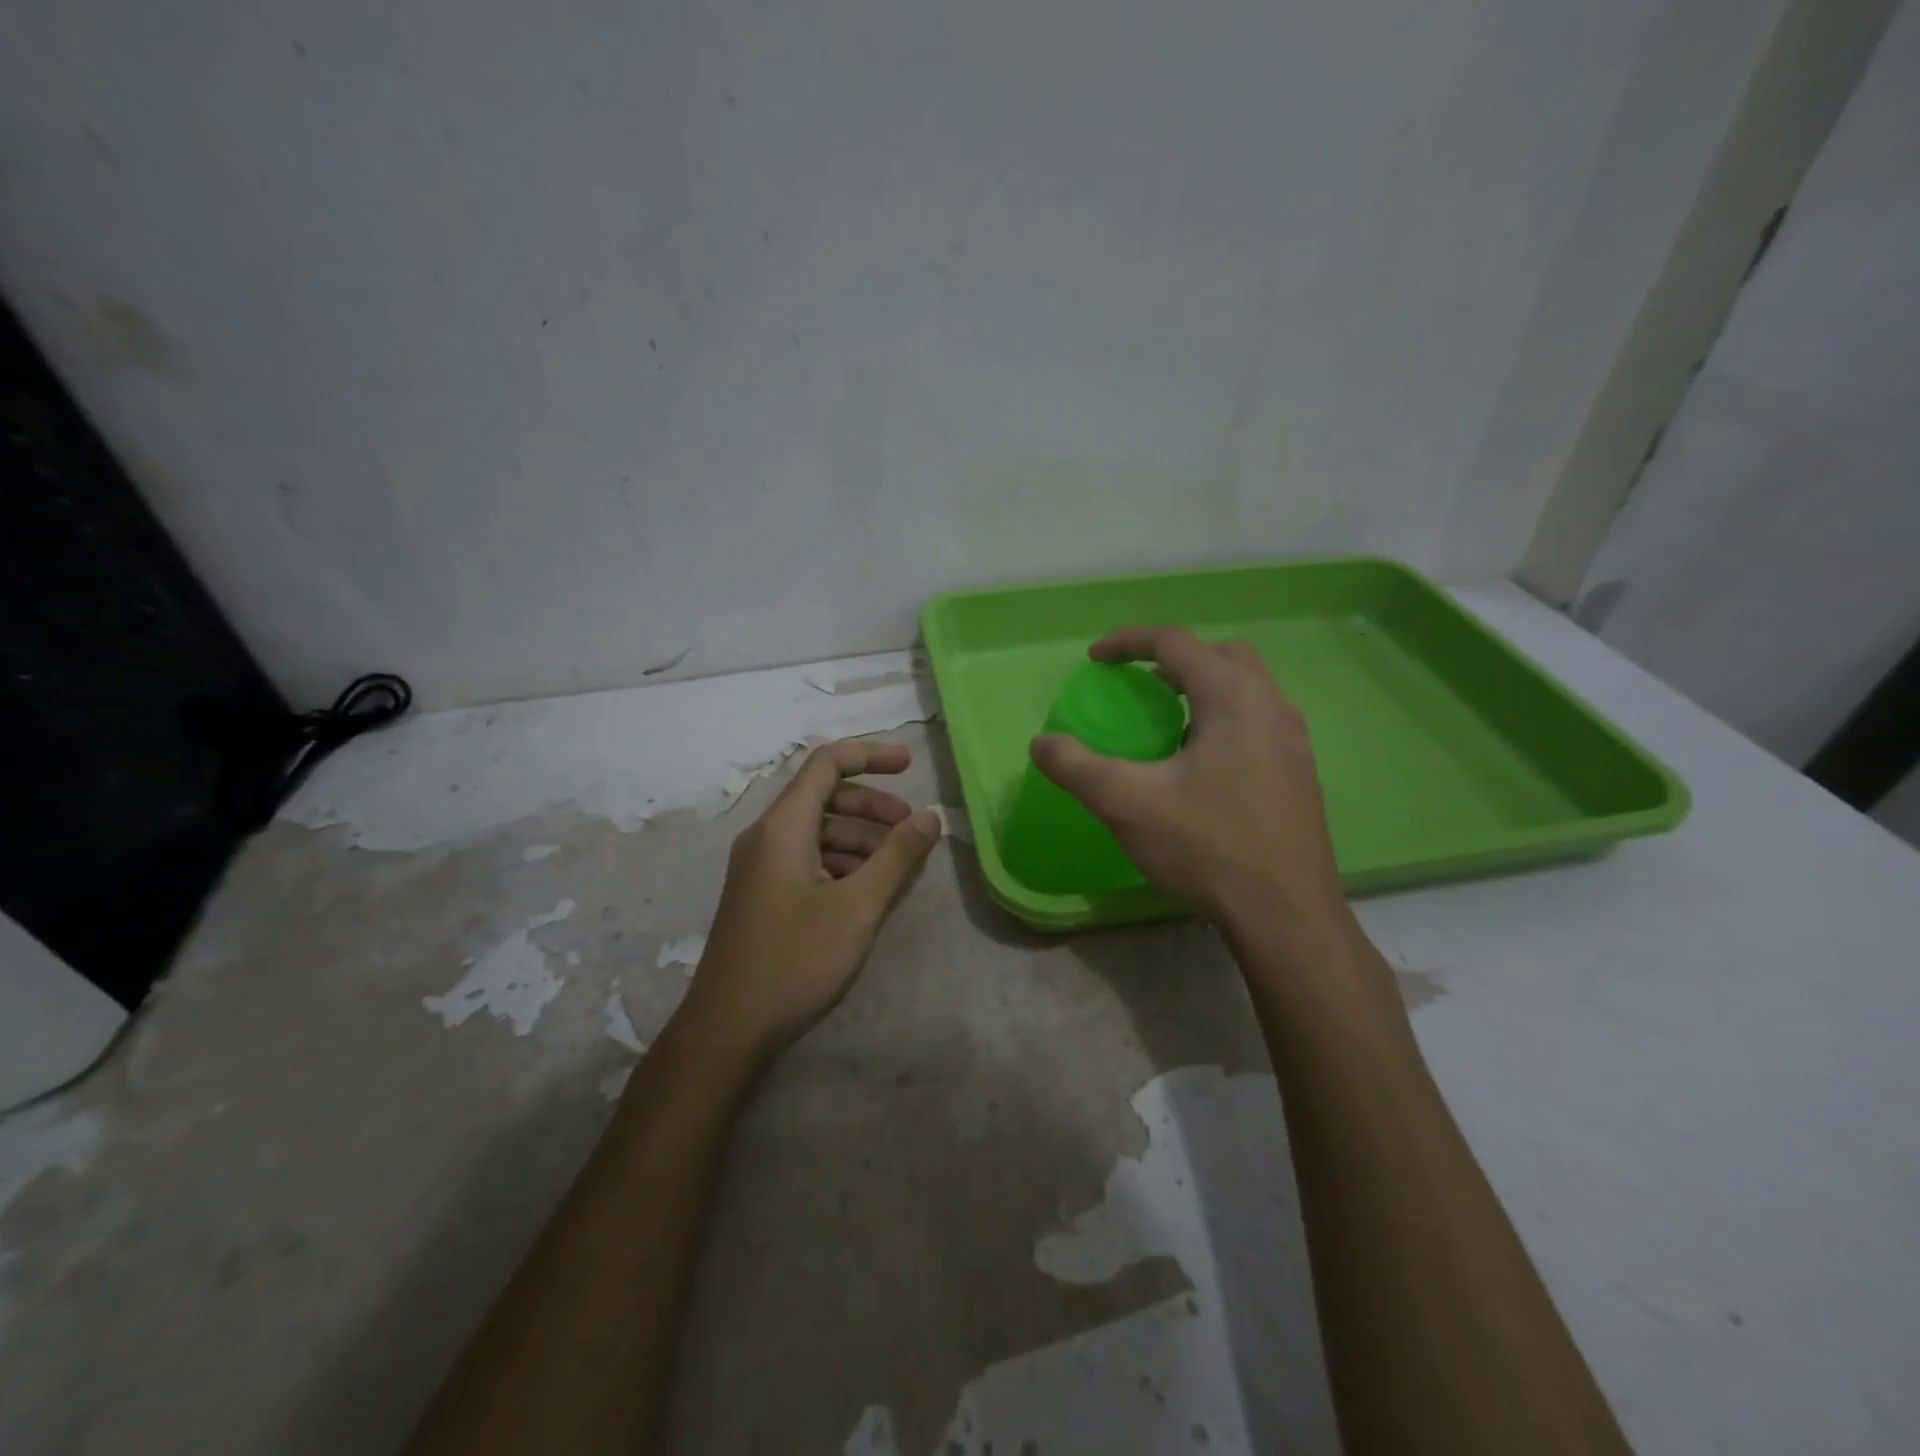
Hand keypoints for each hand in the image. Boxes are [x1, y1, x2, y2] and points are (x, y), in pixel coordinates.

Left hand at [683, 739, 939, 1060]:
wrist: (727, 1028)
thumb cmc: (794, 960)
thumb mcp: (857, 907)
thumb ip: (897, 857)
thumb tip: (930, 816)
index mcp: (783, 827)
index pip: (827, 764)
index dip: (870, 755)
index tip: (911, 765)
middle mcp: (766, 837)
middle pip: (824, 797)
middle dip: (872, 806)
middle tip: (911, 829)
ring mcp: (760, 868)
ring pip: (817, 831)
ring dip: (860, 838)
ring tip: (896, 867)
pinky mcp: (762, 895)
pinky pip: (807, 859)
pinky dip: (841, 863)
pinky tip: (865, 892)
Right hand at [1031, 627, 1346, 929]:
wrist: (1286, 915)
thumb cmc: (1208, 847)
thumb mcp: (1127, 804)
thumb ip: (1077, 766)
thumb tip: (1042, 743)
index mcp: (1233, 697)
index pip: (1175, 642)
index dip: (1128, 642)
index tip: (1095, 660)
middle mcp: (1271, 705)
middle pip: (1221, 655)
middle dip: (1174, 659)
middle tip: (1139, 687)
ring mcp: (1294, 741)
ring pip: (1246, 688)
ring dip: (1203, 690)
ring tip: (1166, 726)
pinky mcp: (1300, 773)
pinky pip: (1259, 722)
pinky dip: (1224, 720)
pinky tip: (1200, 768)